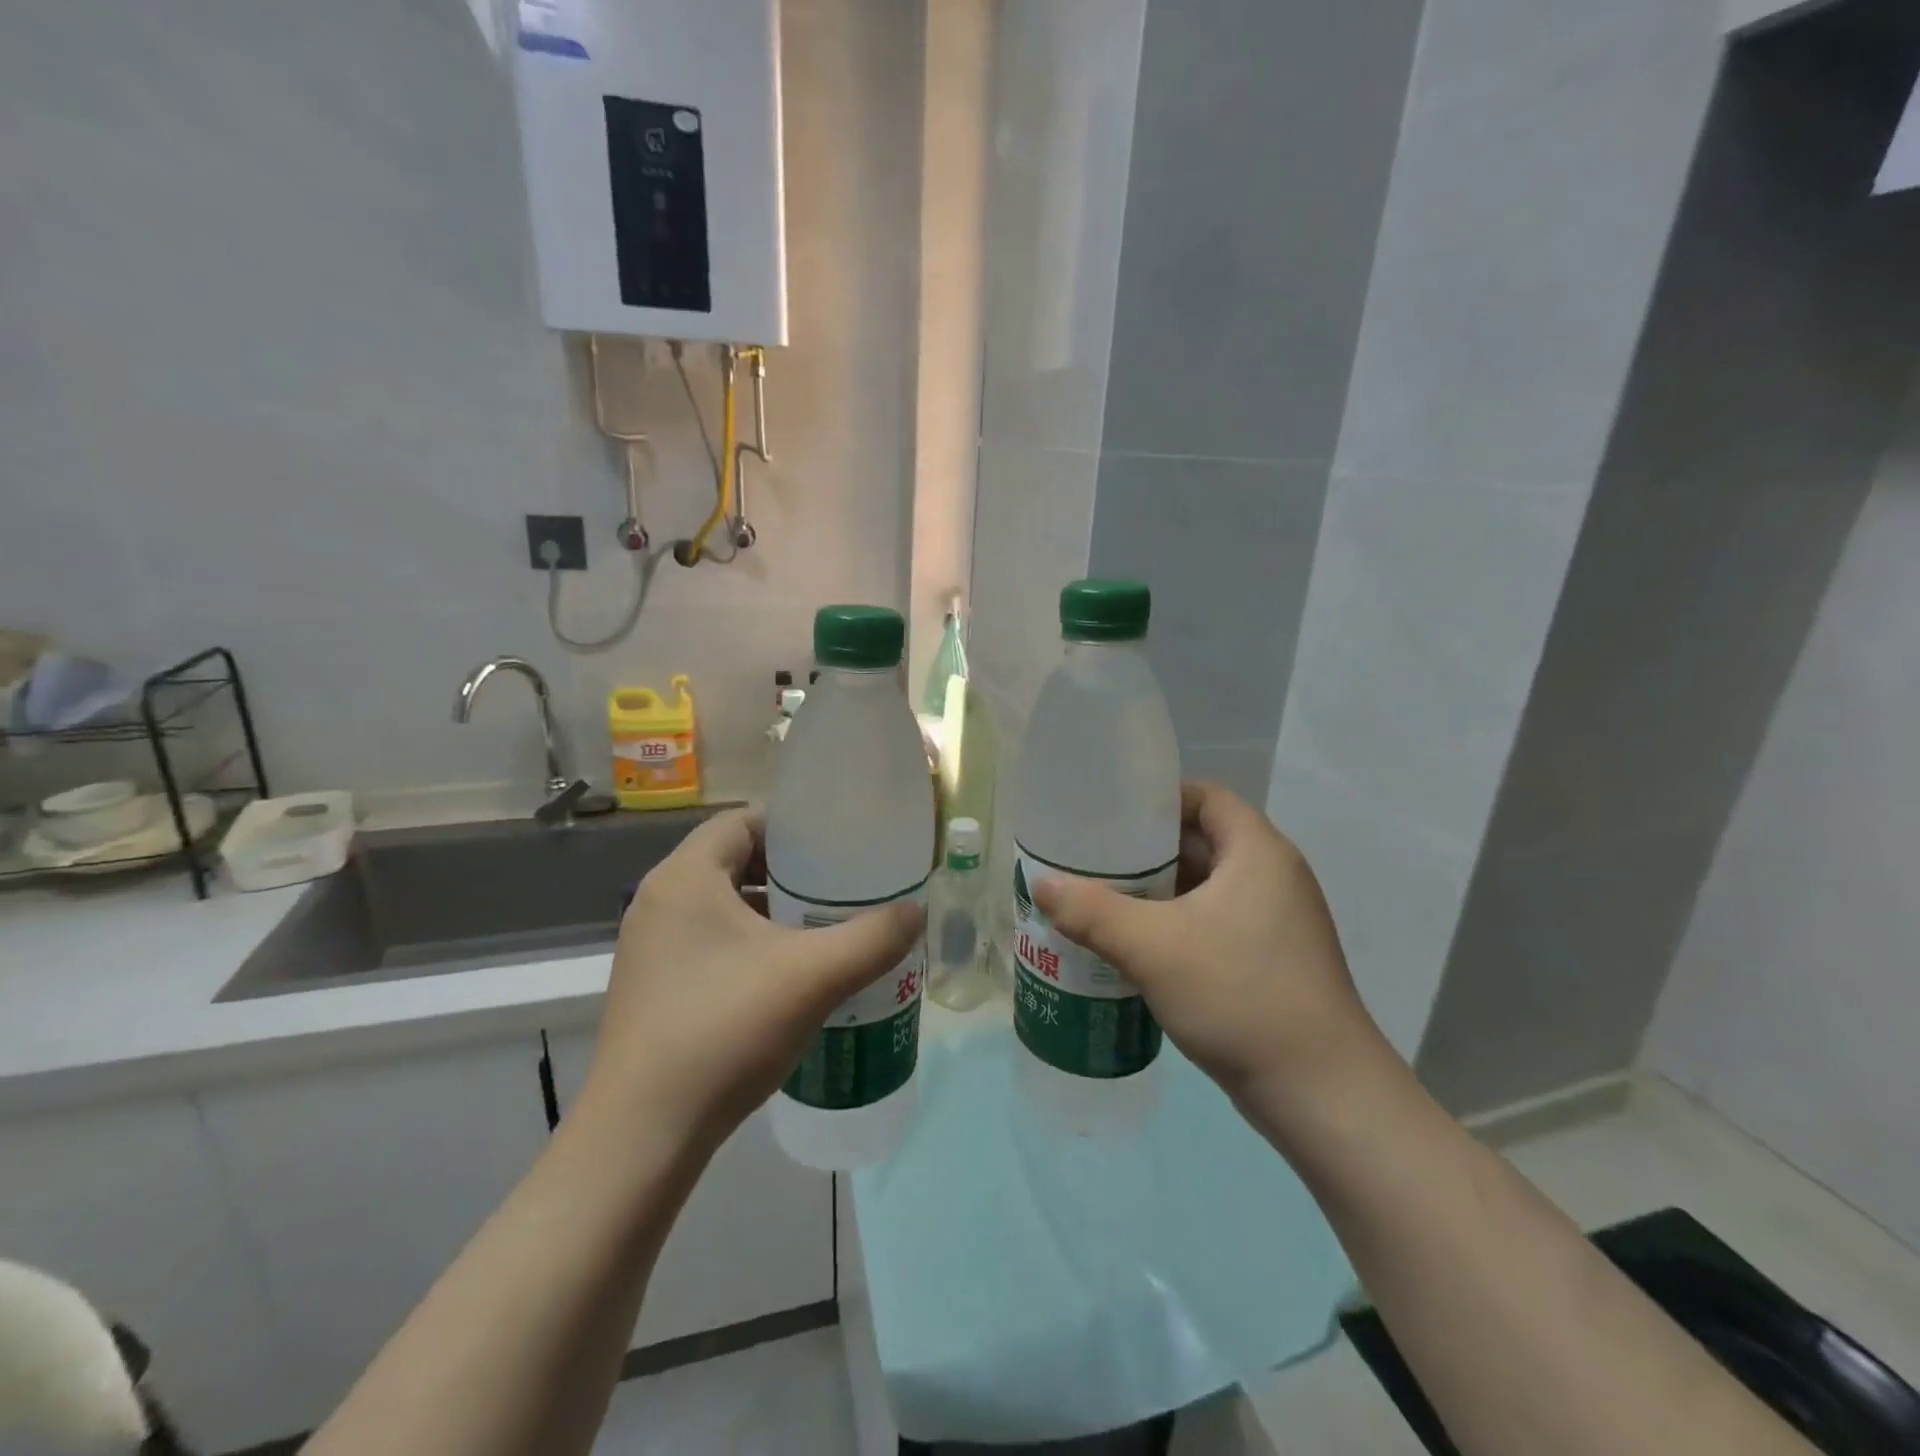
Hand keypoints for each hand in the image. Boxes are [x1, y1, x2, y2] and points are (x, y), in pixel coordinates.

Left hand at [580, 809, 923, 1146]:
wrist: (643, 1137)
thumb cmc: (724, 1031)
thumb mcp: (813, 977)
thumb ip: (872, 938)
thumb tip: (915, 911)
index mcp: (684, 878)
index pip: (742, 820)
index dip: (793, 826)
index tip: (838, 845)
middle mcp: (659, 902)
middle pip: (734, 861)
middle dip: (791, 871)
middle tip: (841, 887)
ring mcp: (651, 948)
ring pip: (723, 905)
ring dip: (772, 910)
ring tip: (824, 928)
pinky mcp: (654, 987)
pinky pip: (711, 942)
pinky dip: (751, 944)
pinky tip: (790, 976)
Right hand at [1033, 782, 1388, 1113]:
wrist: (1320, 1093)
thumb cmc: (1239, 995)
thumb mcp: (1152, 947)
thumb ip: (1091, 912)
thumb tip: (1041, 884)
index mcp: (1258, 852)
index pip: (1205, 796)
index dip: (1158, 798)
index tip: (1109, 814)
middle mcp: (1273, 876)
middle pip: (1201, 840)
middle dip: (1146, 850)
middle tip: (1092, 859)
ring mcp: (1276, 921)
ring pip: (1206, 887)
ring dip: (1158, 892)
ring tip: (1103, 899)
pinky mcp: (1271, 960)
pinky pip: (1214, 922)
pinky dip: (1176, 924)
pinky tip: (1136, 946)